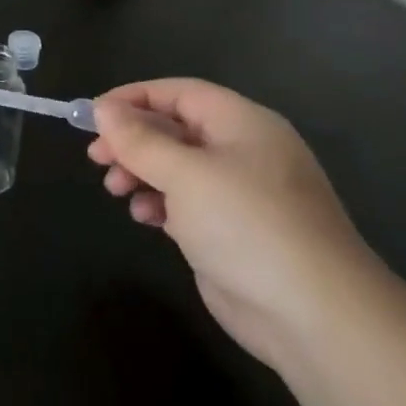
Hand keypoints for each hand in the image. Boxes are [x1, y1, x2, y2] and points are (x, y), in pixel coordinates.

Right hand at [89, 79, 391, 367]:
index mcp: (243, 124)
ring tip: (116, 190)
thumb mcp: (185, 174)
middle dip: (132, 140)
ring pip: (176, 167)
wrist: (312, 313)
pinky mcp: (231, 230)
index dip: (133, 98)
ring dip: (140, 172)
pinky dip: (159, 203)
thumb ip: (140, 140)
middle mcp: (242, 151)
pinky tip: (145, 217)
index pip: (179, 93)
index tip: (92, 117)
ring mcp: (239, 193)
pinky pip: (186, 202)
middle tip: (96, 158)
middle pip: (175, 129)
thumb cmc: (246, 225)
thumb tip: (104, 110)